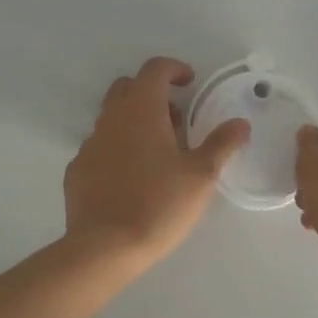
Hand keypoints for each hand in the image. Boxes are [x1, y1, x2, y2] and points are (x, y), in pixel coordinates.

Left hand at [64, 57, 250, 272]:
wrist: (103, 248)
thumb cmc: (158, 204)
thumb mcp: (201, 175)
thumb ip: (222, 144)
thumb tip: (240, 123)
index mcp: (142, 109)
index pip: (155, 69)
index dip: (174, 69)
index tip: (190, 83)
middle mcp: (112, 118)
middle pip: (128, 87)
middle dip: (152, 93)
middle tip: (176, 119)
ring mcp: (90, 143)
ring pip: (112, 117)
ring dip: (135, 122)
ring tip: (158, 153)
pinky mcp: (77, 170)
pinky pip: (100, 147)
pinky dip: (118, 149)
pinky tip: (131, 178)